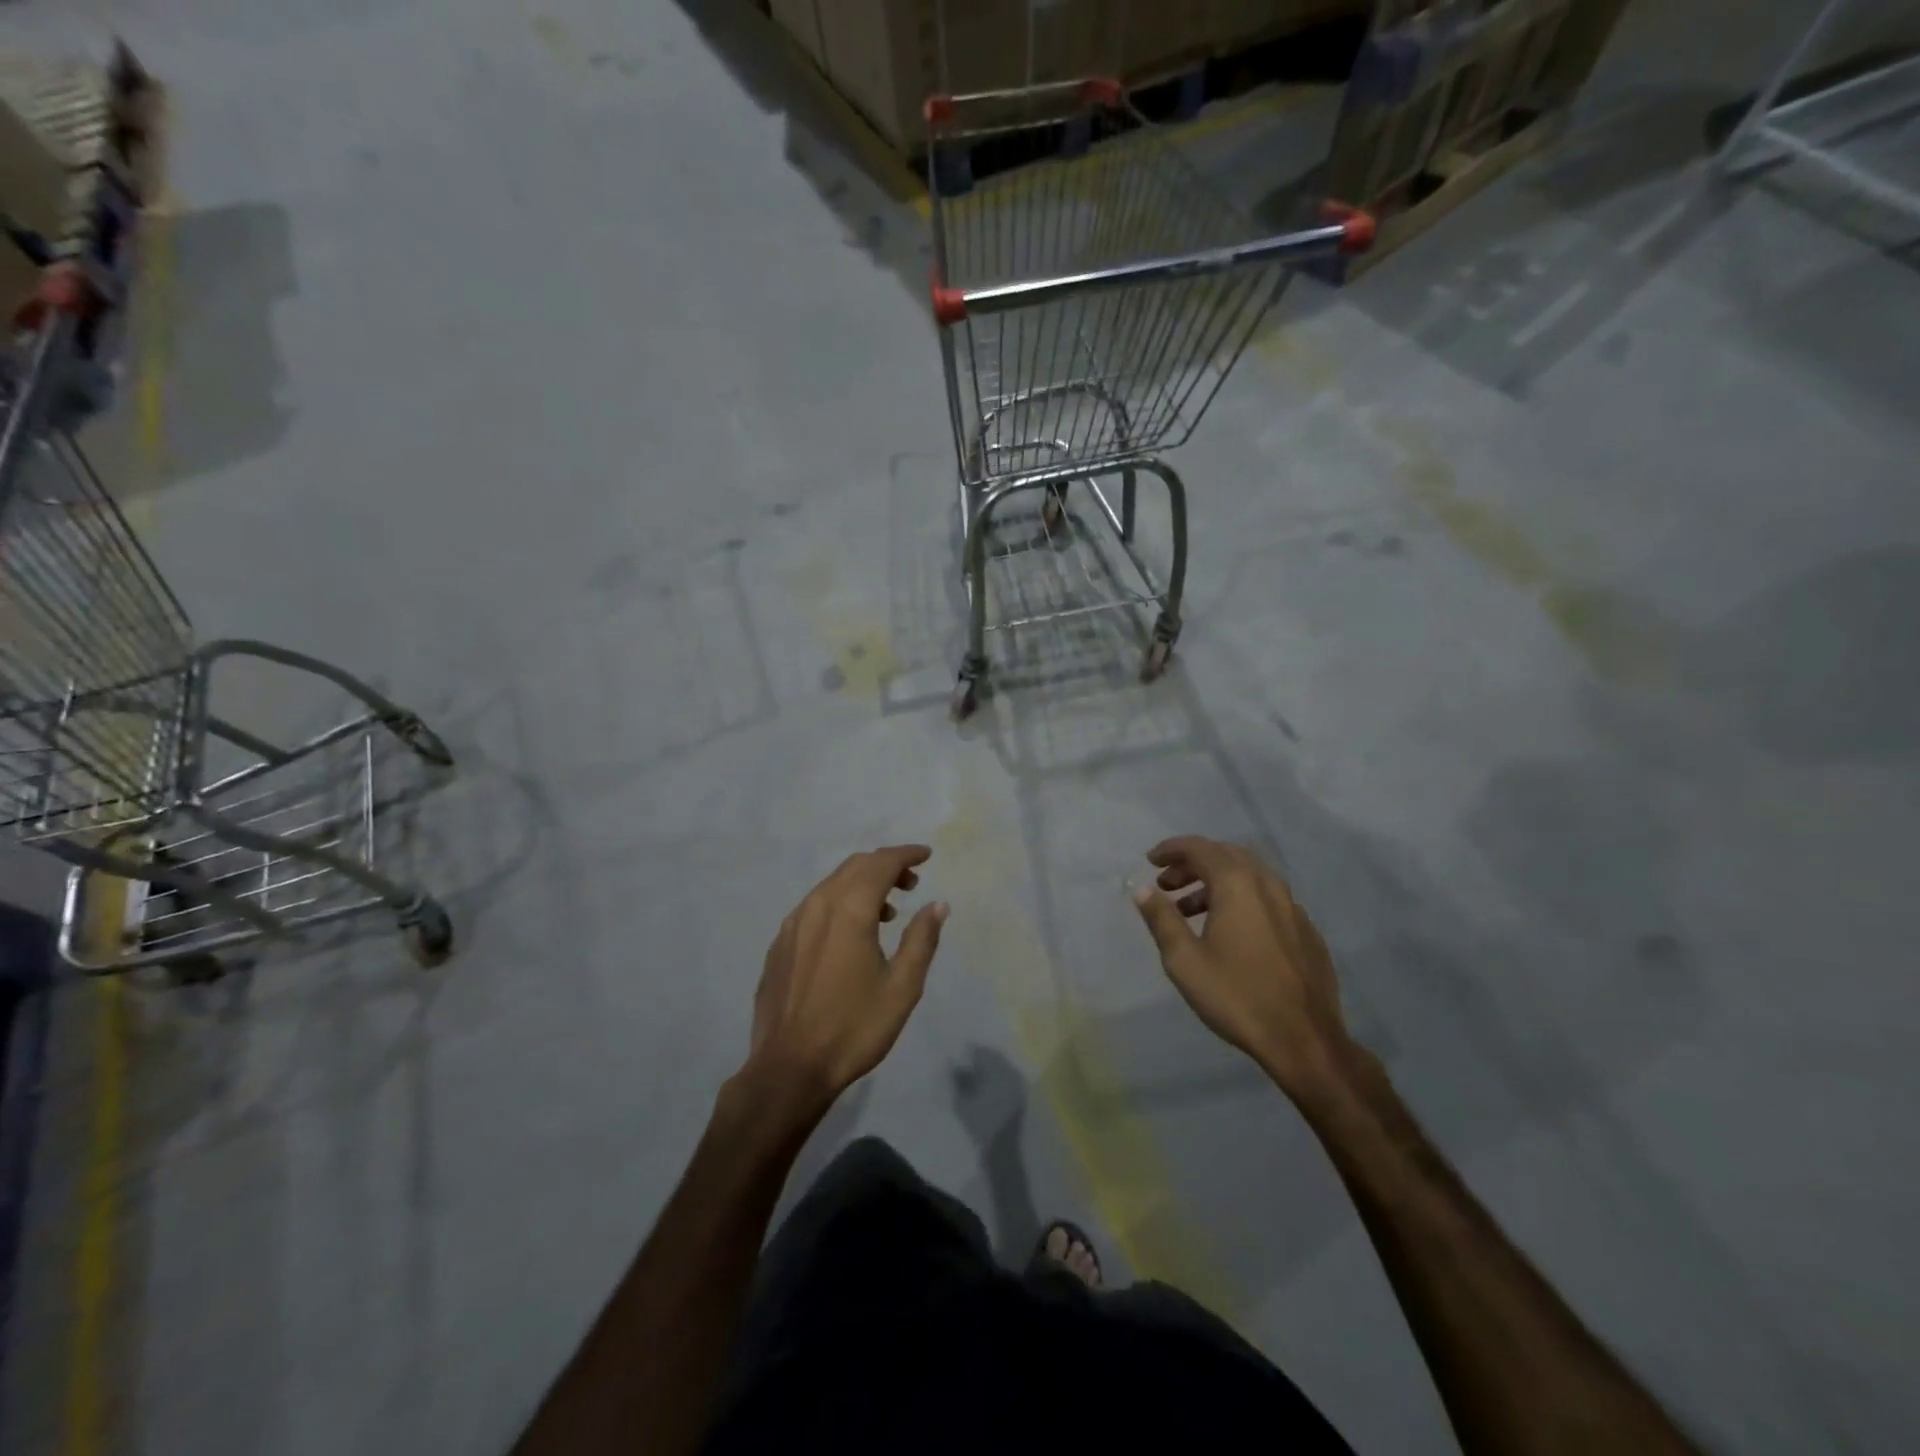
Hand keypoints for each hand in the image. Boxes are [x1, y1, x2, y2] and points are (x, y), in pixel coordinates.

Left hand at [739, 845, 948, 1119]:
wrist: (789, 1068)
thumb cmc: (854, 1028)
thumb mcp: (902, 987)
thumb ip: (921, 939)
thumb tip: (937, 904)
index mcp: (849, 910)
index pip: (881, 863)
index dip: (906, 855)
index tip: (926, 856)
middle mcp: (817, 905)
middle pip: (854, 867)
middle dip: (885, 866)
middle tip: (911, 884)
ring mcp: (793, 924)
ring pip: (831, 885)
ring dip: (862, 885)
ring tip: (886, 912)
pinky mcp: (780, 944)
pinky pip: (814, 906)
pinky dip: (839, 903)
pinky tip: (849, 934)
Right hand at [1132, 836, 1357, 1103]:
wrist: (1304, 1040)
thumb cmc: (1236, 996)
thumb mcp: (1184, 960)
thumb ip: (1161, 918)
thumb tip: (1142, 889)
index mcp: (1237, 885)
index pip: (1199, 848)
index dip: (1171, 850)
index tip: (1150, 861)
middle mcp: (1268, 885)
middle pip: (1226, 856)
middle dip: (1192, 863)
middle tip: (1167, 884)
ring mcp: (1293, 907)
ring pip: (1249, 877)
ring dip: (1216, 882)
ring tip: (1190, 910)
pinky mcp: (1306, 930)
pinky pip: (1268, 899)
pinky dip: (1241, 900)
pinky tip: (1230, 931)